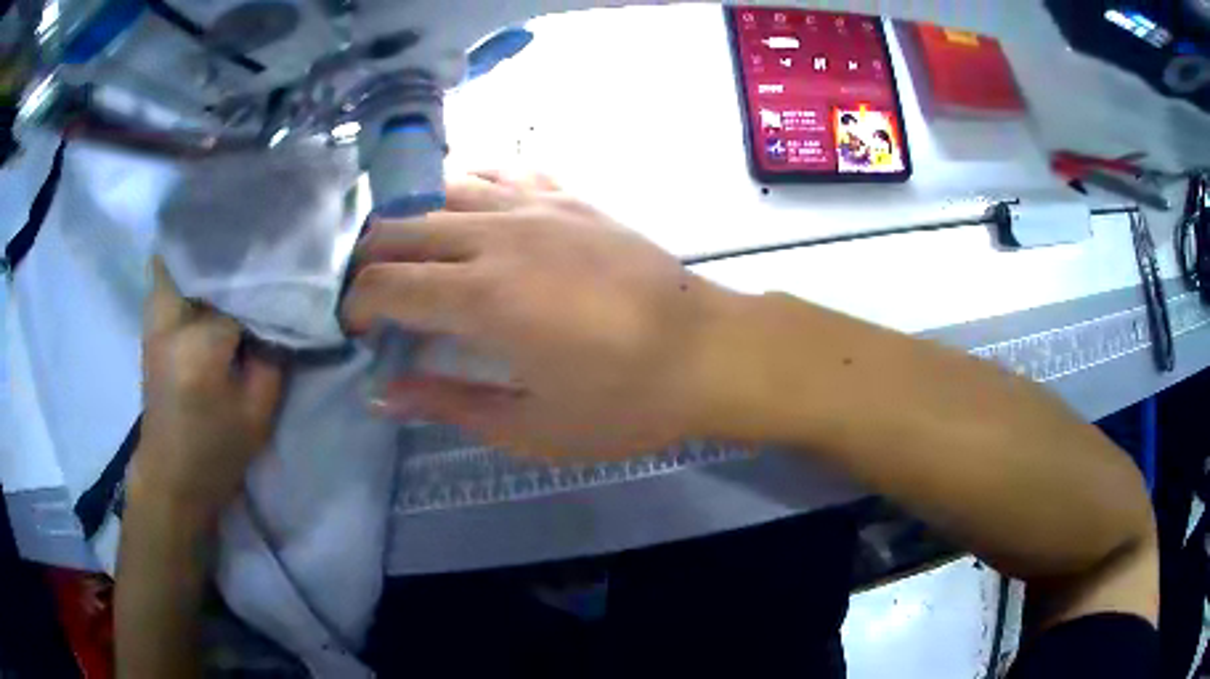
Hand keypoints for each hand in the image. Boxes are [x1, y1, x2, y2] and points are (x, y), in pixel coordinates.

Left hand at [130, 259, 283, 519]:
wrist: (170, 478)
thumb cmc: (217, 453)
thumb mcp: (258, 414)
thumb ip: (273, 358)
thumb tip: (282, 314)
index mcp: (200, 345)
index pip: (240, 289)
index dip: (265, 285)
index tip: (288, 285)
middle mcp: (171, 321)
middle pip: (203, 262)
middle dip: (231, 257)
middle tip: (259, 262)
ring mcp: (154, 322)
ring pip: (178, 262)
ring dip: (204, 260)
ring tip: (231, 266)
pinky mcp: (150, 327)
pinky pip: (165, 280)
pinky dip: (185, 272)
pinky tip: (206, 285)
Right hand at [342, 172, 736, 458]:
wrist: (706, 351)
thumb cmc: (623, 402)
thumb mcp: (530, 427)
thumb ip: (447, 404)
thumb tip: (383, 396)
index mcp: (482, 298)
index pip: (385, 286)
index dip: (356, 309)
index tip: (359, 334)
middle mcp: (497, 235)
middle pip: (399, 228)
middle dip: (367, 262)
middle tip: (374, 298)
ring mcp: (535, 204)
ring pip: (440, 189)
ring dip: (408, 221)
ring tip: (410, 256)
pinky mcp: (567, 194)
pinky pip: (498, 170)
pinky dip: (465, 186)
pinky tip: (466, 212)